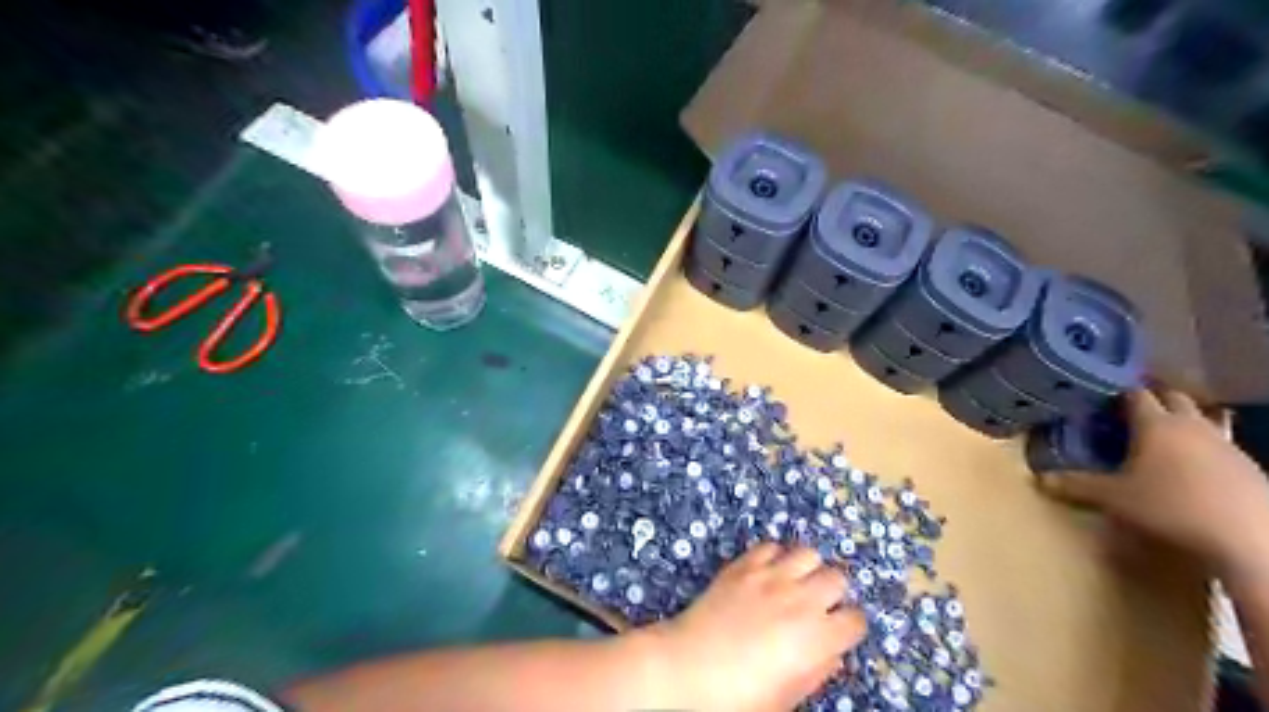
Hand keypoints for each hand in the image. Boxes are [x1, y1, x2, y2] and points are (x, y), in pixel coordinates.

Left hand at [646, 541, 861, 709]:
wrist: (687, 667)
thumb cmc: (738, 695)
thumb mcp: (786, 697)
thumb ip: (816, 672)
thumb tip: (832, 654)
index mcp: (816, 637)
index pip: (855, 619)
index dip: (850, 627)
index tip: (840, 631)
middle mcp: (799, 599)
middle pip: (837, 577)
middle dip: (834, 591)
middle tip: (819, 605)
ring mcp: (770, 576)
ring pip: (808, 553)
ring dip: (807, 568)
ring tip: (796, 582)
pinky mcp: (743, 565)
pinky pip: (770, 546)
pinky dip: (775, 556)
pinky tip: (768, 571)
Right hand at [1040, 388, 1268, 576]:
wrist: (1252, 541)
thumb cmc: (1172, 508)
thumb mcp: (1114, 498)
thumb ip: (1076, 484)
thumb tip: (1038, 478)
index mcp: (1156, 425)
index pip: (1135, 394)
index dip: (1117, 390)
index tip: (1101, 392)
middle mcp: (1191, 425)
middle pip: (1173, 397)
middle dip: (1153, 397)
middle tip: (1129, 407)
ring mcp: (1225, 444)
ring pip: (1202, 418)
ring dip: (1182, 419)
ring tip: (1162, 432)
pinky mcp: (1248, 466)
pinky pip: (1220, 443)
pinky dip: (1203, 445)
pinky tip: (1194, 464)